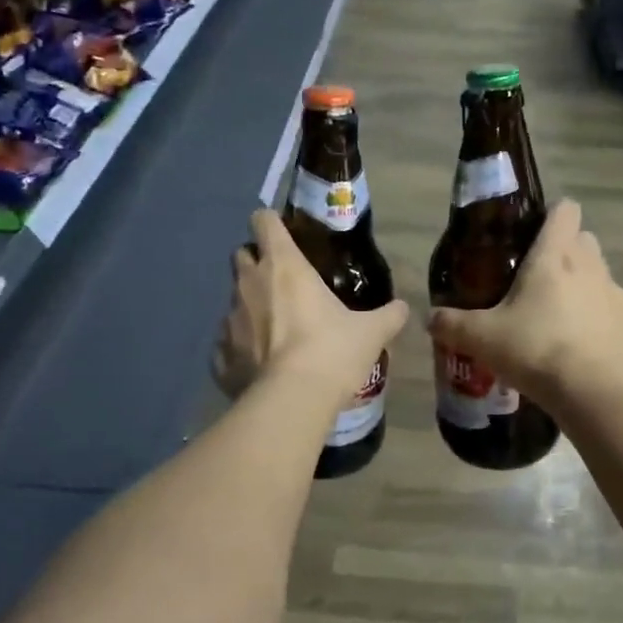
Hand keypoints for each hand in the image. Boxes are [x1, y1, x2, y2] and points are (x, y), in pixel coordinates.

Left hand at [213, 210, 408, 402]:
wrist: (292, 401)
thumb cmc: (332, 352)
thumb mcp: (371, 332)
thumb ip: (388, 315)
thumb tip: (402, 308)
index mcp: (283, 266)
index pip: (263, 221)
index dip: (271, 223)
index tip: (284, 235)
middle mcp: (249, 284)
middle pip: (241, 255)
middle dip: (257, 263)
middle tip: (282, 284)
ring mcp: (228, 319)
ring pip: (234, 299)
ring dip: (250, 307)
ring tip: (274, 331)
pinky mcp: (220, 355)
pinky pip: (227, 342)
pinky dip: (241, 347)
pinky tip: (261, 364)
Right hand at [426, 199, 622, 408]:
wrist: (590, 391)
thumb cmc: (534, 349)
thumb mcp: (481, 338)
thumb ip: (452, 324)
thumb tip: (430, 318)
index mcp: (554, 257)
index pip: (564, 211)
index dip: (552, 216)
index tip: (535, 234)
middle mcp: (590, 266)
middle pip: (584, 241)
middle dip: (567, 252)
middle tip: (540, 282)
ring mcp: (616, 295)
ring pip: (601, 276)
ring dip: (584, 288)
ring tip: (560, 320)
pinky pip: (614, 313)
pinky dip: (601, 322)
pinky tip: (584, 349)